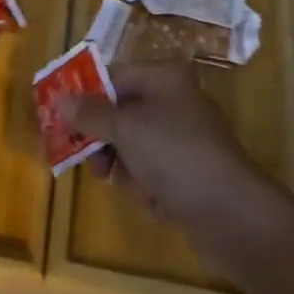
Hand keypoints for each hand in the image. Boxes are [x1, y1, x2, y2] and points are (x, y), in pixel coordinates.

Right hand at [56, 64, 281, 266]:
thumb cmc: (177, 157)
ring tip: (134, 187)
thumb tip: (58, 97)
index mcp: (164, 79)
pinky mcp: (191, 174)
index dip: (85, 97)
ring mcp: (185, 139)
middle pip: (121, 114)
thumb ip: (89, 114)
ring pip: (134, 147)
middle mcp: (175, 101)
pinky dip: (148, 188)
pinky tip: (157, 202)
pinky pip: (153, 173)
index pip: (112, 77)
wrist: (235, 216)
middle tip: (92, 164)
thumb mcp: (125, 130)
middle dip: (106, 142)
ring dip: (127, 169)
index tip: (60, 121)